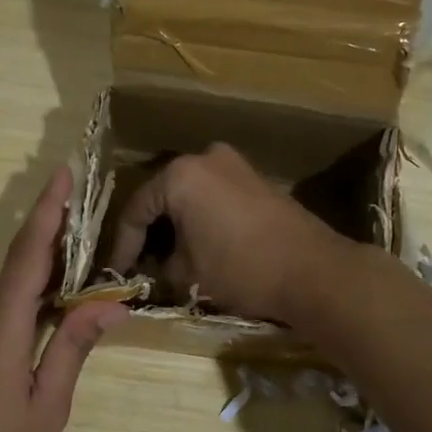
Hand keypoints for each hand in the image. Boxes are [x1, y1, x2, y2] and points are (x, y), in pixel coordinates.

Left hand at [0, 167, 125, 431]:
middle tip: (92, 222)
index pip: (27, 256)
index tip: (61, 174)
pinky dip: (28, 304)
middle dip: (54, 240)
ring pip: (9, 293)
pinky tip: (52, 317)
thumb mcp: (47, 407)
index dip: (46, 212)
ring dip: (44, 278)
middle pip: (19, 268)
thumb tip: (109, 305)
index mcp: (0, 329)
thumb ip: (74, 349)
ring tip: (85, 275)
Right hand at [107, 143, 347, 322]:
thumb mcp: (189, 273)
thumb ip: (163, 265)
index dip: (124, 245)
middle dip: (151, 232)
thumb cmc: (241, 268)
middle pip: (164, 196)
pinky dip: (203, 219)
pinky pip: (216, 198)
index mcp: (181, 175)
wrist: (313, 272)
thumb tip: (160, 267)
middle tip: (140, 263)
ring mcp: (237, 166)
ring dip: (178, 225)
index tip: (118, 272)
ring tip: (169, 259)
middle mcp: (206, 158)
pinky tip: (200, 246)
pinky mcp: (259, 182)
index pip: (137, 209)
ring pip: (191, 196)